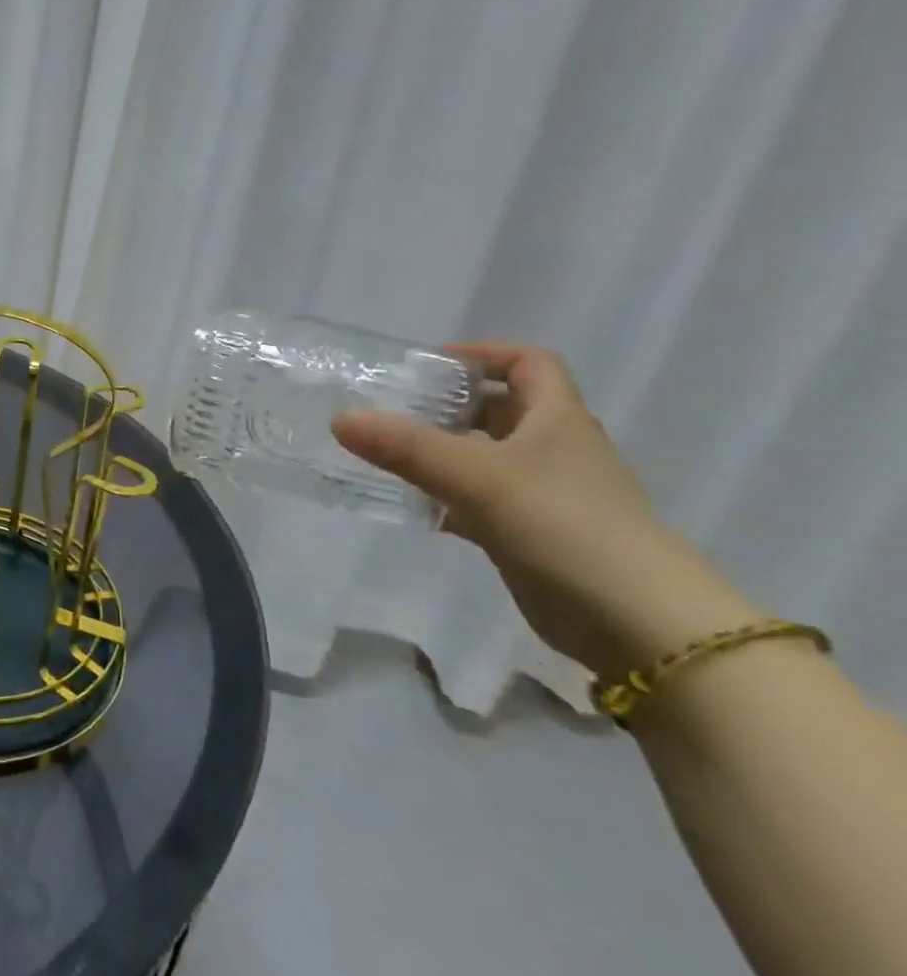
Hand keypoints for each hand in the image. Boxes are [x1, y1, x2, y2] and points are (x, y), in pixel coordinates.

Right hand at [332, 343, 754, 675]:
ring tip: (386, 454)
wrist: (635, 621)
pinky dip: (446, 499)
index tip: (430, 364)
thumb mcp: (476, 476)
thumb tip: (341, 419)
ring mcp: (545, 495)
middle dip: (448, 407)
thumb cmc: (563, 525)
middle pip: (501, 411)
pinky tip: (411, 507)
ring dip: (441, 454)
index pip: (529, 364)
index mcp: (557, 420)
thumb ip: (406, 447)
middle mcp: (555, 450)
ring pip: (485, 459)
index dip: (484, 354)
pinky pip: (479, 503)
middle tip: (391, 410)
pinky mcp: (531, 535)